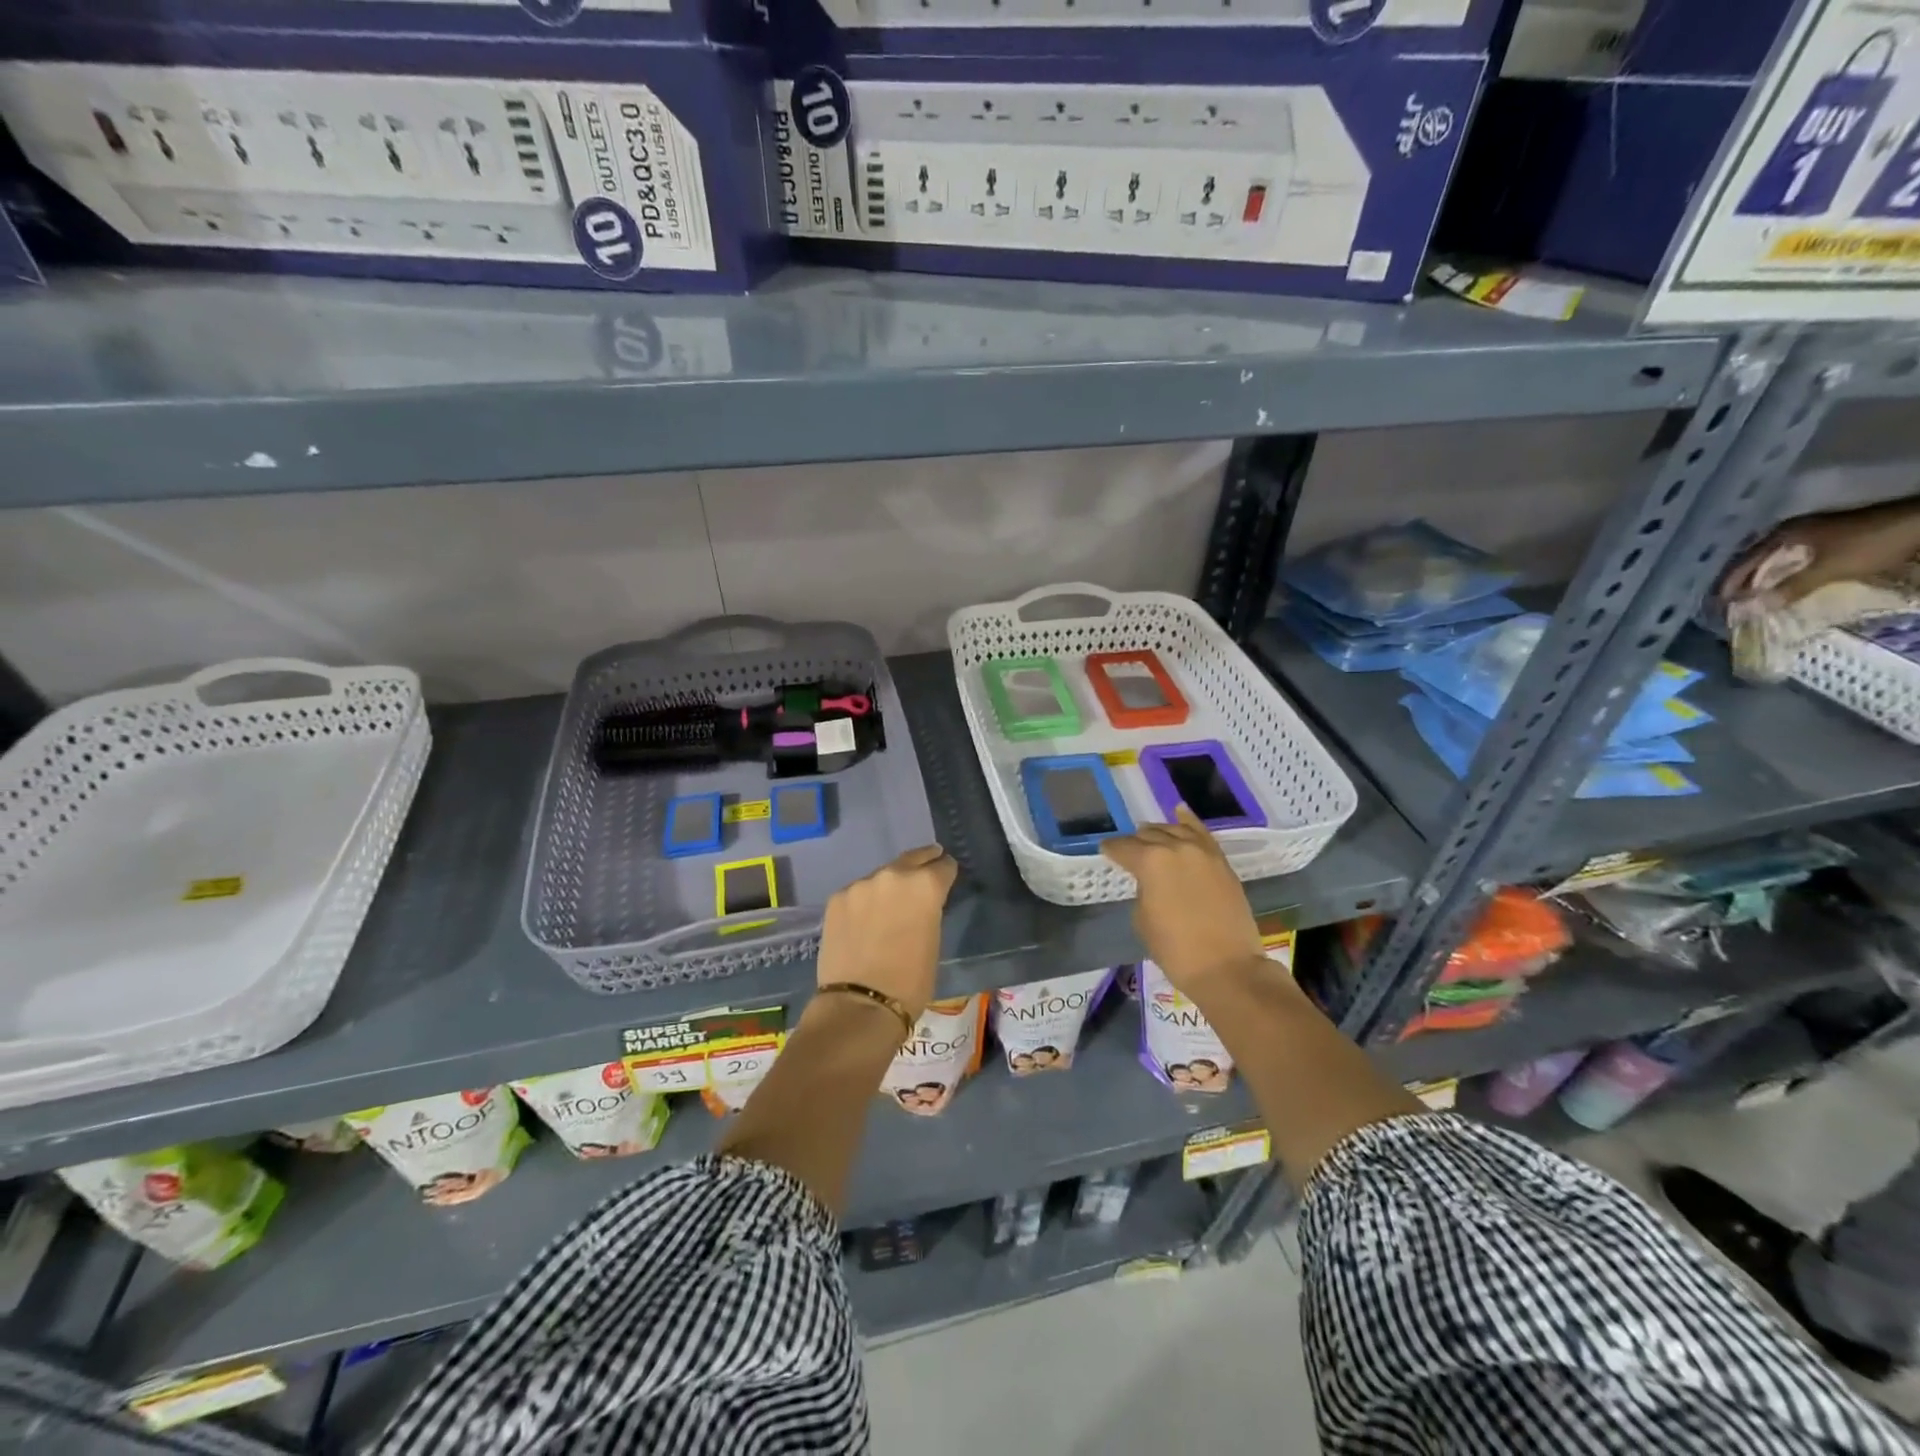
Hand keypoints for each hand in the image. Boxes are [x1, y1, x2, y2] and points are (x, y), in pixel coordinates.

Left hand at [815, 845, 957, 1019]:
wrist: (860, 1005)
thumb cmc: (910, 981)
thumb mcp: (933, 940)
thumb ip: (928, 911)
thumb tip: (920, 905)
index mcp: (925, 885)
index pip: (943, 866)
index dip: (946, 872)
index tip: (945, 877)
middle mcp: (893, 875)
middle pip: (912, 859)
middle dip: (922, 862)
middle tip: (927, 863)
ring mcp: (861, 884)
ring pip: (881, 877)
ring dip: (888, 886)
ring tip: (888, 904)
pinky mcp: (837, 898)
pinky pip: (857, 893)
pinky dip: (864, 902)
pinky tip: (863, 920)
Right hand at [1100, 806, 1263, 996]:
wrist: (1226, 967)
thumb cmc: (1175, 949)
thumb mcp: (1143, 918)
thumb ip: (1142, 889)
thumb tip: (1150, 881)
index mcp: (1150, 861)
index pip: (1122, 847)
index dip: (1111, 850)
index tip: (1105, 851)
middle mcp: (1176, 847)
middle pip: (1149, 835)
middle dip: (1136, 842)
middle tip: (1129, 852)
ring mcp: (1203, 852)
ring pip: (1175, 830)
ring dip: (1160, 833)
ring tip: (1150, 836)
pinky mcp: (1222, 862)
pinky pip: (1202, 834)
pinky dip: (1189, 822)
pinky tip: (1180, 812)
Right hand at [1721, 503, 1919, 605]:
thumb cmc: (1871, 543)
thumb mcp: (1830, 568)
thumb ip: (1792, 588)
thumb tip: (1754, 608)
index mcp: (1784, 534)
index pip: (1744, 561)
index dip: (1730, 583)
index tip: (1719, 603)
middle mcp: (1792, 530)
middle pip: (1756, 558)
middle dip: (1742, 580)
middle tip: (1730, 601)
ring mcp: (1812, 532)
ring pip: (1775, 558)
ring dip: (1762, 577)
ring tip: (1751, 595)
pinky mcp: (1828, 537)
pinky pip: (1793, 558)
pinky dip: (1782, 572)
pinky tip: (1781, 583)